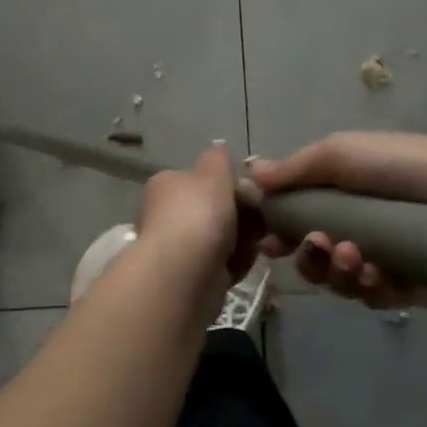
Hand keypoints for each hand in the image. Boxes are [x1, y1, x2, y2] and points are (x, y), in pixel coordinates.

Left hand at [134, 144, 260, 286]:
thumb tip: (219, 148)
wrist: (183, 275)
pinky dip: (235, 265)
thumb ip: (219, 159)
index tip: (252, 193)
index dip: (231, 185)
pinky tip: (241, 265)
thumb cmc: (198, 214)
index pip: (203, 180)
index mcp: (167, 185)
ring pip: (223, 238)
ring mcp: (178, 247)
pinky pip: (223, 265)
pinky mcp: (191, 277)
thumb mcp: (213, 173)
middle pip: (216, 210)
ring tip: (251, 246)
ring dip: (243, 242)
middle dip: (242, 216)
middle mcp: (168, 214)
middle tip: (259, 221)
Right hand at [249, 131, 426, 309]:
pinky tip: (382, 276)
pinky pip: (378, 296)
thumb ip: (295, 169)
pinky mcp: (414, 283)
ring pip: (343, 279)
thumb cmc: (402, 168)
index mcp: (343, 188)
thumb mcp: (341, 154)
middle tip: (324, 247)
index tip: (268, 242)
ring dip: (341, 273)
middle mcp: (361, 221)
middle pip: (316, 254)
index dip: (280, 230)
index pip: (299, 214)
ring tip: (358, 259)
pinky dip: (374, 287)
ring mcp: (387, 253)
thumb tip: (250, 174)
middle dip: (312, 257)